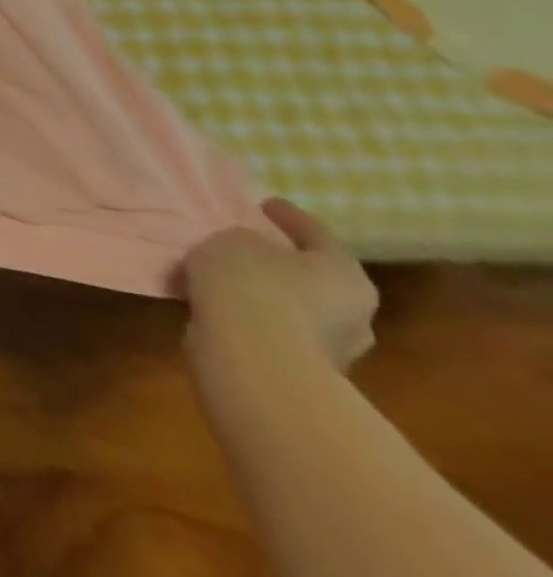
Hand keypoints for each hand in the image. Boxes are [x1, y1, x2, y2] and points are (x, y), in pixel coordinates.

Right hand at [182, 198, 378, 370]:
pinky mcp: (304, 372)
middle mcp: (354, 314)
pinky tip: (222, 307)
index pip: (318, 234)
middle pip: (316, 279)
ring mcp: (334, 350)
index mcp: (344, 274)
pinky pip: (275, 332)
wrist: (254, 361)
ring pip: (297, 309)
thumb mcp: (234, 241)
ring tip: (227, 279)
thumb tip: (251, 253)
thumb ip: (245, 242)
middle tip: (250, 247)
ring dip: (268, 295)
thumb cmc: (252, 285)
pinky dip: (252, 317)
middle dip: (285, 264)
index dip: (289, 216)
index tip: (264, 204)